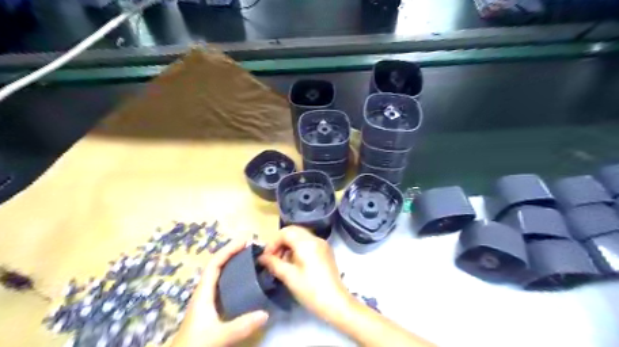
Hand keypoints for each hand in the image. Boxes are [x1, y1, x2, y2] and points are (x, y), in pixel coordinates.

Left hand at [171, 242, 267, 346]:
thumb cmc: (195, 345)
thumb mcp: (218, 336)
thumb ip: (240, 326)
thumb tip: (265, 313)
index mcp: (203, 293)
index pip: (214, 264)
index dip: (228, 250)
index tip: (244, 242)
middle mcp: (204, 292)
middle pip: (218, 266)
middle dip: (232, 253)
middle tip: (251, 248)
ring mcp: (207, 300)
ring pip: (220, 275)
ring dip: (233, 264)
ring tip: (250, 259)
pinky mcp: (211, 309)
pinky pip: (224, 285)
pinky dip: (234, 277)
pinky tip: (245, 282)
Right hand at [259, 226, 354, 321]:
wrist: (335, 302)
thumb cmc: (310, 290)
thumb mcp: (289, 277)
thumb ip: (274, 263)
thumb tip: (262, 257)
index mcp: (306, 242)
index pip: (285, 232)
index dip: (273, 243)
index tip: (266, 257)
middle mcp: (315, 239)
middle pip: (293, 231)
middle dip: (280, 242)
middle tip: (272, 258)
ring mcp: (322, 244)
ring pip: (300, 236)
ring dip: (288, 245)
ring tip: (282, 263)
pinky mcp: (325, 251)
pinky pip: (308, 243)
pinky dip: (298, 248)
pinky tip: (294, 263)